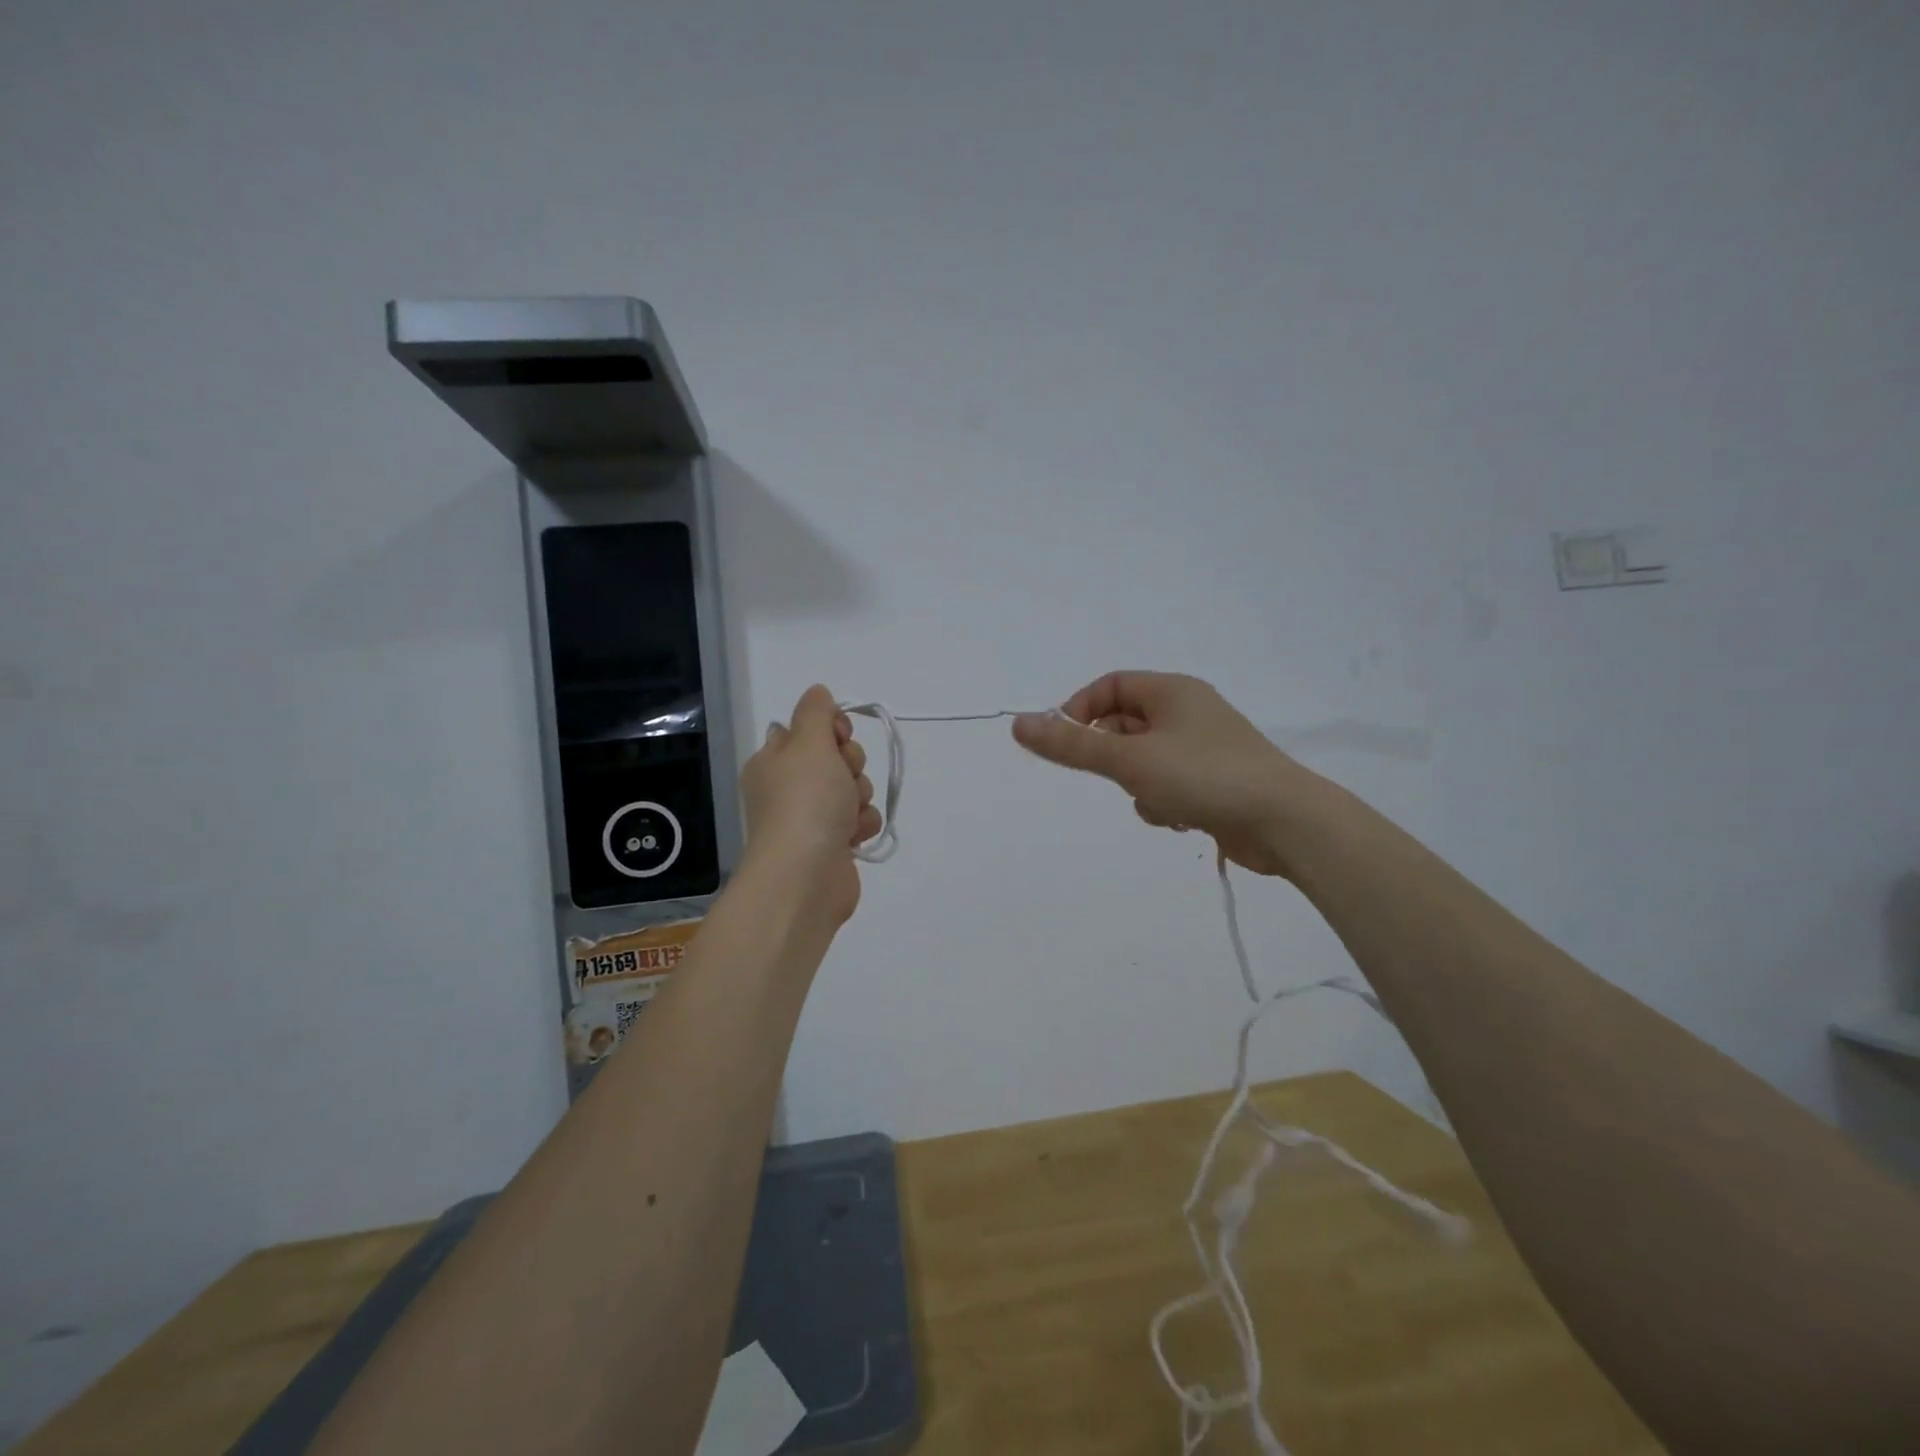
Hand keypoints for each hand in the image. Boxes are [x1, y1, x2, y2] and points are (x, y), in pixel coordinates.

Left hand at [740, 685, 881, 924]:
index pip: (806, 729)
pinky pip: (858, 820)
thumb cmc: (806, 801)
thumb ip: (816, 712)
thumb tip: (817, 692)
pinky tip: (853, 836)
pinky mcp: (831, 845)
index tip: (839, 736)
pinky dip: (861, 825)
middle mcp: (787, 787)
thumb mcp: (809, 743)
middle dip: (850, 765)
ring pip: (852, 789)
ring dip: (859, 797)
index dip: (830, 728)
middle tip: (842, 778)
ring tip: (848, 814)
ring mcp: (810, 818)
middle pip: (834, 758)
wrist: (806, 875)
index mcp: (773, 761)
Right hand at [1012, 671, 1322, 877]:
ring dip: (1138, 786)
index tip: (1064, 743)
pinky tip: (1181, 819)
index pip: (1110, 686)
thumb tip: (1018, 724)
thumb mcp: (1129, 760)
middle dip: (1113, 757)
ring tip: (1159, 801)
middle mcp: (1188, 711)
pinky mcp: (1214, 781)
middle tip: (1118, 777)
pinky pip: (1167, 783)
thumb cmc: (1204, 776)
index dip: (1080, 711)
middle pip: (1124, 725)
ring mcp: (1203, 748)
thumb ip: (1072, 745)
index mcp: (1172, 690)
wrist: (1285, 822)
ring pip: (1142, 761)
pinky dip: (1163, 801)